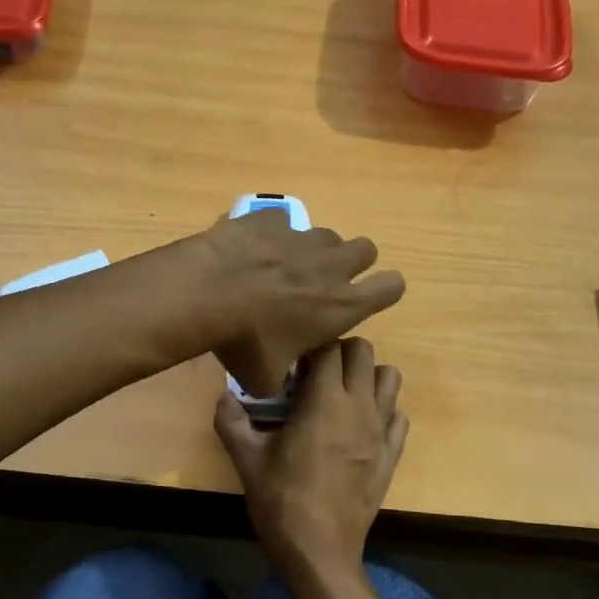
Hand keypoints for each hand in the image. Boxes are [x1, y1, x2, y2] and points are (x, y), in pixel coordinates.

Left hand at [202, 210, 404, 397]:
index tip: (368, 298)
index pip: (392, 287)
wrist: (206, 292)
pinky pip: (282, 223)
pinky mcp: (269, 219)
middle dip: (353, 263)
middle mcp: (332, 265)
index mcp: (342, 305)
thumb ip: (280, 378)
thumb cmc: (244, 342)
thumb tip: (274, 379)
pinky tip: (252, 252)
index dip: (385, 290)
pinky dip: (272, 236)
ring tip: (285, 268)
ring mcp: (301, 237)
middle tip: (326, 282)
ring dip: (314, 250)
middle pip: (366, 249)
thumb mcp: (264, 378)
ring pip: (326, 235)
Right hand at [215, 338, 408, 581]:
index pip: (329, 349)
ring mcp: (381, 431)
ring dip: (367, 377)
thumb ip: (231, 421)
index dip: (310, 349)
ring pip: (390, 378)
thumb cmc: (281, 501)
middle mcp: (360, 407)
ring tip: (342, 395)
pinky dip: (383, 411)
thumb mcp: (246, 460)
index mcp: (325, 402)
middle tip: (316, 375)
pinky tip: (360, 427)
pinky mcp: (392, 455)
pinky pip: (399, 416)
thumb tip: (222, 397)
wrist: (319, 550)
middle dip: (340, 353)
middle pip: (363, 352)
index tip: (294, 365)